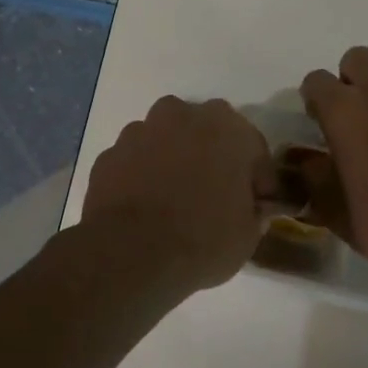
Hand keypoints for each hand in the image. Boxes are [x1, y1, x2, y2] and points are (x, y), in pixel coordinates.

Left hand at [81, 96, 275, 291]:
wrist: (130, 252)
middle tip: (214, 194)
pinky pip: (135, 159)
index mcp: (226, 128)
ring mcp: (140, 130)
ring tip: (174, 199)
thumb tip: (250, 209)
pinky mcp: (110, 153)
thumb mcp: (246, 236)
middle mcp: (182, 116)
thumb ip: (252, 213)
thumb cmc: (202, 239)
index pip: (253, 147)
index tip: (256, 204)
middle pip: (205, 131)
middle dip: (211, 156)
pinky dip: (142, 174)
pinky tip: (144, 205)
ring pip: (165, 138)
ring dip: (173, 159)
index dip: (257, 178)